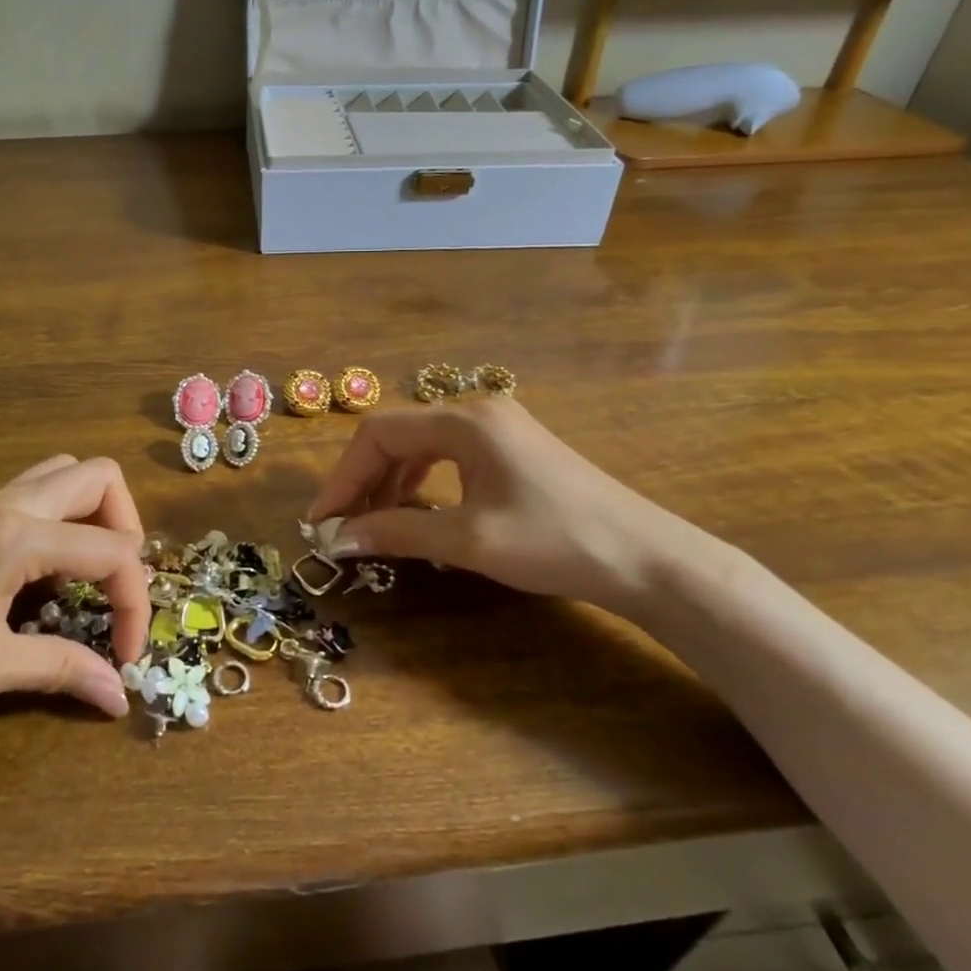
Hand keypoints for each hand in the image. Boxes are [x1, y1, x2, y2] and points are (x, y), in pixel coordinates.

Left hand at [0, 455, 147, 730]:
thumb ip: (61, 670)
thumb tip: (118, 696)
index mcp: (21, 535)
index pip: (113, 551)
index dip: (135, 604)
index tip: (126, 657)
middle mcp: (9, 502)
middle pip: (101, 477)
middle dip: (127, 528)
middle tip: (116, 586)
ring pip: (64, 474)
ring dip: (94, 513)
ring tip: (87, 571)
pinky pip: (34, 491)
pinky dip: (60, 518)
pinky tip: (40, 572)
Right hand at [307, 400, 718, 620]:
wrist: (647, 559)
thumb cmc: (555, 543)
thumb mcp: (468, 540)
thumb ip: (397, 531)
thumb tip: (338, 540)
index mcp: (464, 421)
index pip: (379, 434)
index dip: (343, 477)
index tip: (323, 521)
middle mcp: (477, 412)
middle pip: (397, 435)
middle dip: (364, 480)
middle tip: (343, 526)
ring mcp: (498, 427)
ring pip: (421, 445)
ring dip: (390, 482)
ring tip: (373, 523)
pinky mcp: (512, 449)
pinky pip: (447, 456)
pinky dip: (420, 482)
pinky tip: (416, 511)